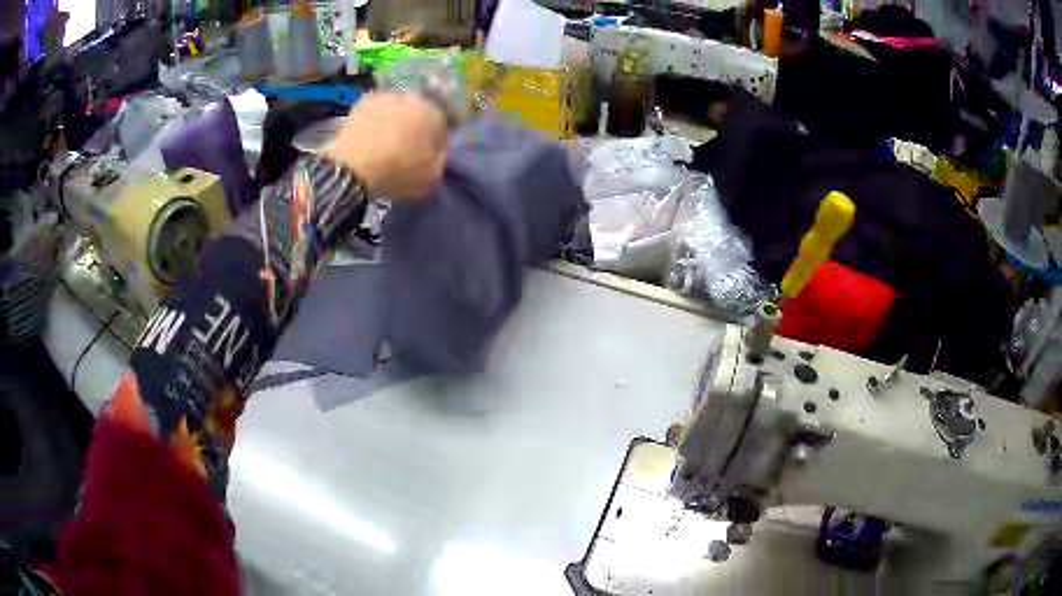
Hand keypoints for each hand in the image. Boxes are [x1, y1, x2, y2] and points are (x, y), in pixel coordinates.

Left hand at [325, 93, 447, 200]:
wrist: (353, 168)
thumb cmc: (398, 173)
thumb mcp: (432, 177)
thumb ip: (440, 158)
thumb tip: (438, 150)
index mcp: (436, 114)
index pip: (444, 123)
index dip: (437, 138)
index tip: (430, 151)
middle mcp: (415, 98)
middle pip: (420, 111)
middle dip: (416, 125)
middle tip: (407, 145)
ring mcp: (388, 96)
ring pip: (398, 108)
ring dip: (396, 120)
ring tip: (386, 140)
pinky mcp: (363, 101)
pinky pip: (376, 110)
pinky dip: (376, 119)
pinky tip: (370, 135)